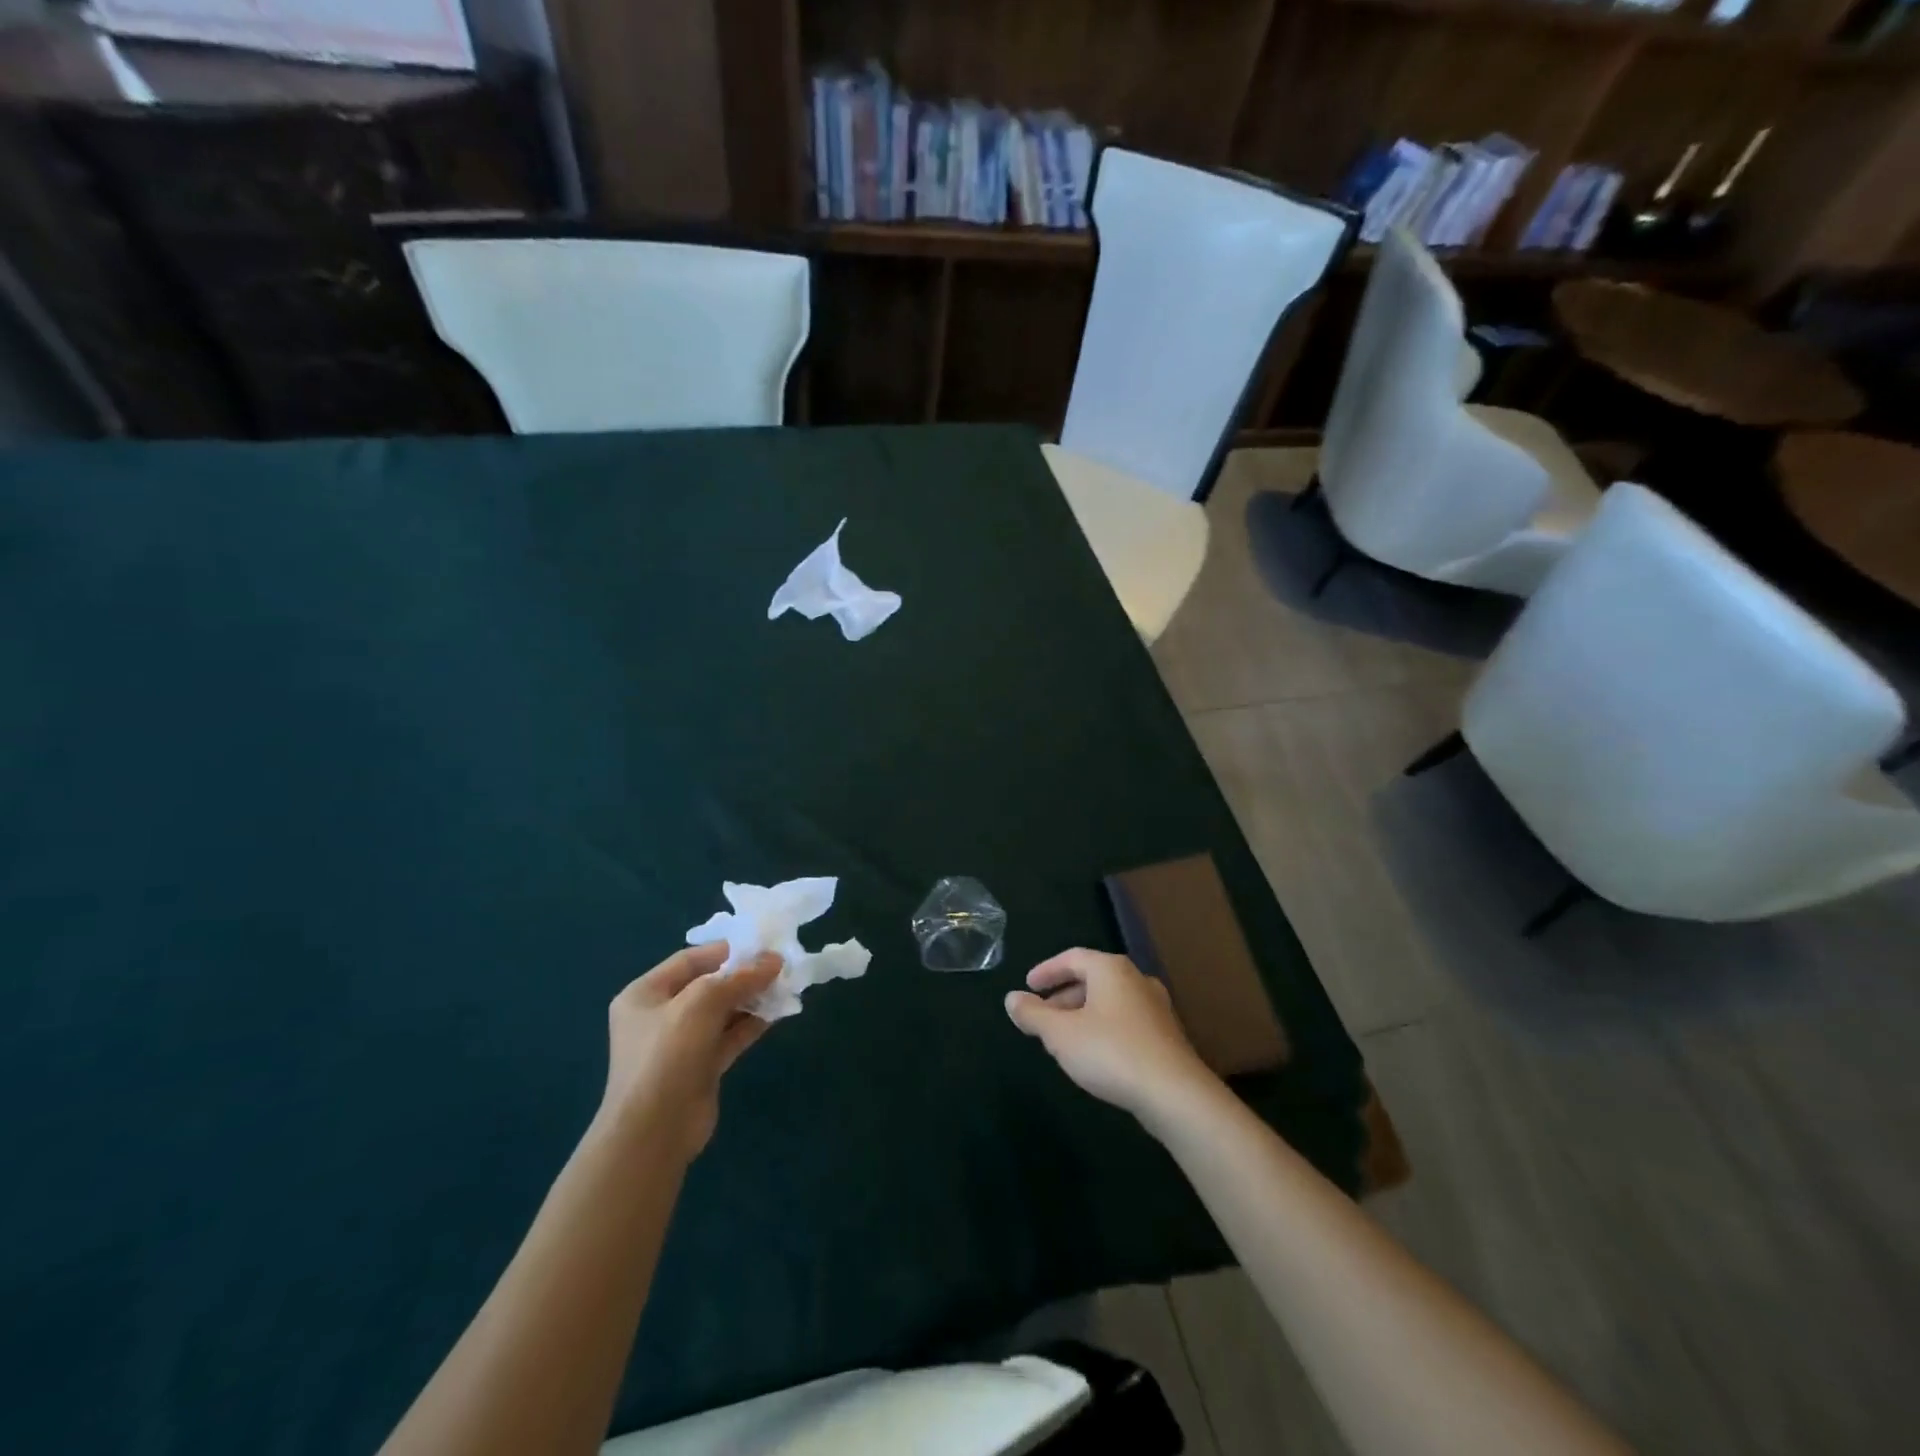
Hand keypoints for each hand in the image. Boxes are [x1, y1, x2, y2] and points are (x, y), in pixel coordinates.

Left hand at [598, 944, 782, 1162]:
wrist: (654, 1132)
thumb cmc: (668, 1055)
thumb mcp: (702, 1003)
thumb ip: (739, 978)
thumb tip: (774, 960)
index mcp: (645, 993)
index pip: (690, 959)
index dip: (727, 950)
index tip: (763, 946)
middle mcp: (660, 1015)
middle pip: (708, 984)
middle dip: (743, 975)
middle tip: (780, 966)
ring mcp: (680, 1043)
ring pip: (722, 1011)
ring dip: (752, 999)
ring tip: (784, 987)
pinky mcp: (700, 1066)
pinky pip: (729, 1036)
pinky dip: (751, 1024)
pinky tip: (777, 1013)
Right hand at [1004, 949, 1217, 1126]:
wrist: (1175, 1094)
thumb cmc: (1111, 1052)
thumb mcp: (1060, 1035)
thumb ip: (1033, 1015)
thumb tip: (1012, 999)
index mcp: (1111, 969)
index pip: (1072, 958)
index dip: (1047, 971)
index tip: (1028, 986)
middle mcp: (1136, 979)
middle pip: (1092, 978)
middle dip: (1063, 996)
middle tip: (1042, 1015)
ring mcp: (1156, 1007)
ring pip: (1109, 1001)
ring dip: (1083, 1014)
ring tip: (1064, 1037)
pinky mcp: (1166, 1035)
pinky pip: (1125, 1021)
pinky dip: (1103, 1028)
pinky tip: (1094, 1053)